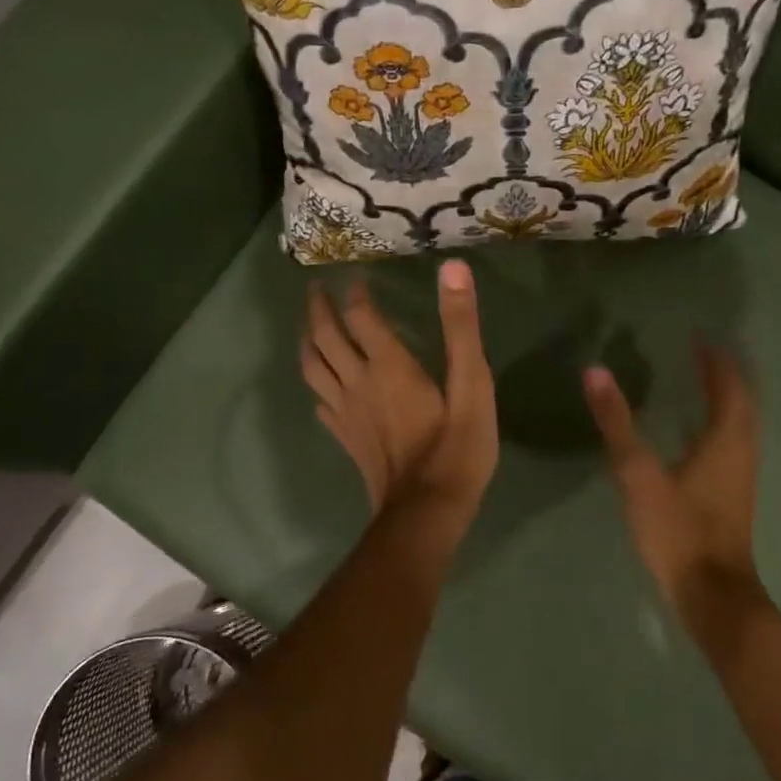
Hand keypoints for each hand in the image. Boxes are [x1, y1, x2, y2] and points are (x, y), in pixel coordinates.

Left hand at [301, 259, 497, 516]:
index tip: (355, 275)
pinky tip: (324, 385)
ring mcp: (346, 413)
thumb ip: (461, 327)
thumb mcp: (472, 385)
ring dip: (308, 341)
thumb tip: (453, 269)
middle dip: (319, 309)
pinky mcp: (346, 438)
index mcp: (388, 366)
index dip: (356, 292)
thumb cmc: (456, 448)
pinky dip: (317, 383)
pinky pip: (320, 402)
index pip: (361, 316)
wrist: (426, 511)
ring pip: (313, 368)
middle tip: (316, 288)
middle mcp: (358, 382)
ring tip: (310, 327)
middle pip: (325, 337)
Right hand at [583, 345, 769, 639]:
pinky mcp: (732, 495)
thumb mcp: (639, 474)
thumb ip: (617, 423)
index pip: (729, 384)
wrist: (711, 593)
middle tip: (699, 354)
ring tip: (698, 382)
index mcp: (726, 438)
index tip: (700, 337)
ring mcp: (740, 475)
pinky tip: (692, 433)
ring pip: (739, 424)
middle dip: (723, 374)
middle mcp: (741, 450)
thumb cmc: (678, 529)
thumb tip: (596, 372)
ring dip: (723, 398)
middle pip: (741, 401)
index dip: (716, 359)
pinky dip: (717, 424)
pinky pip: (730, 443)